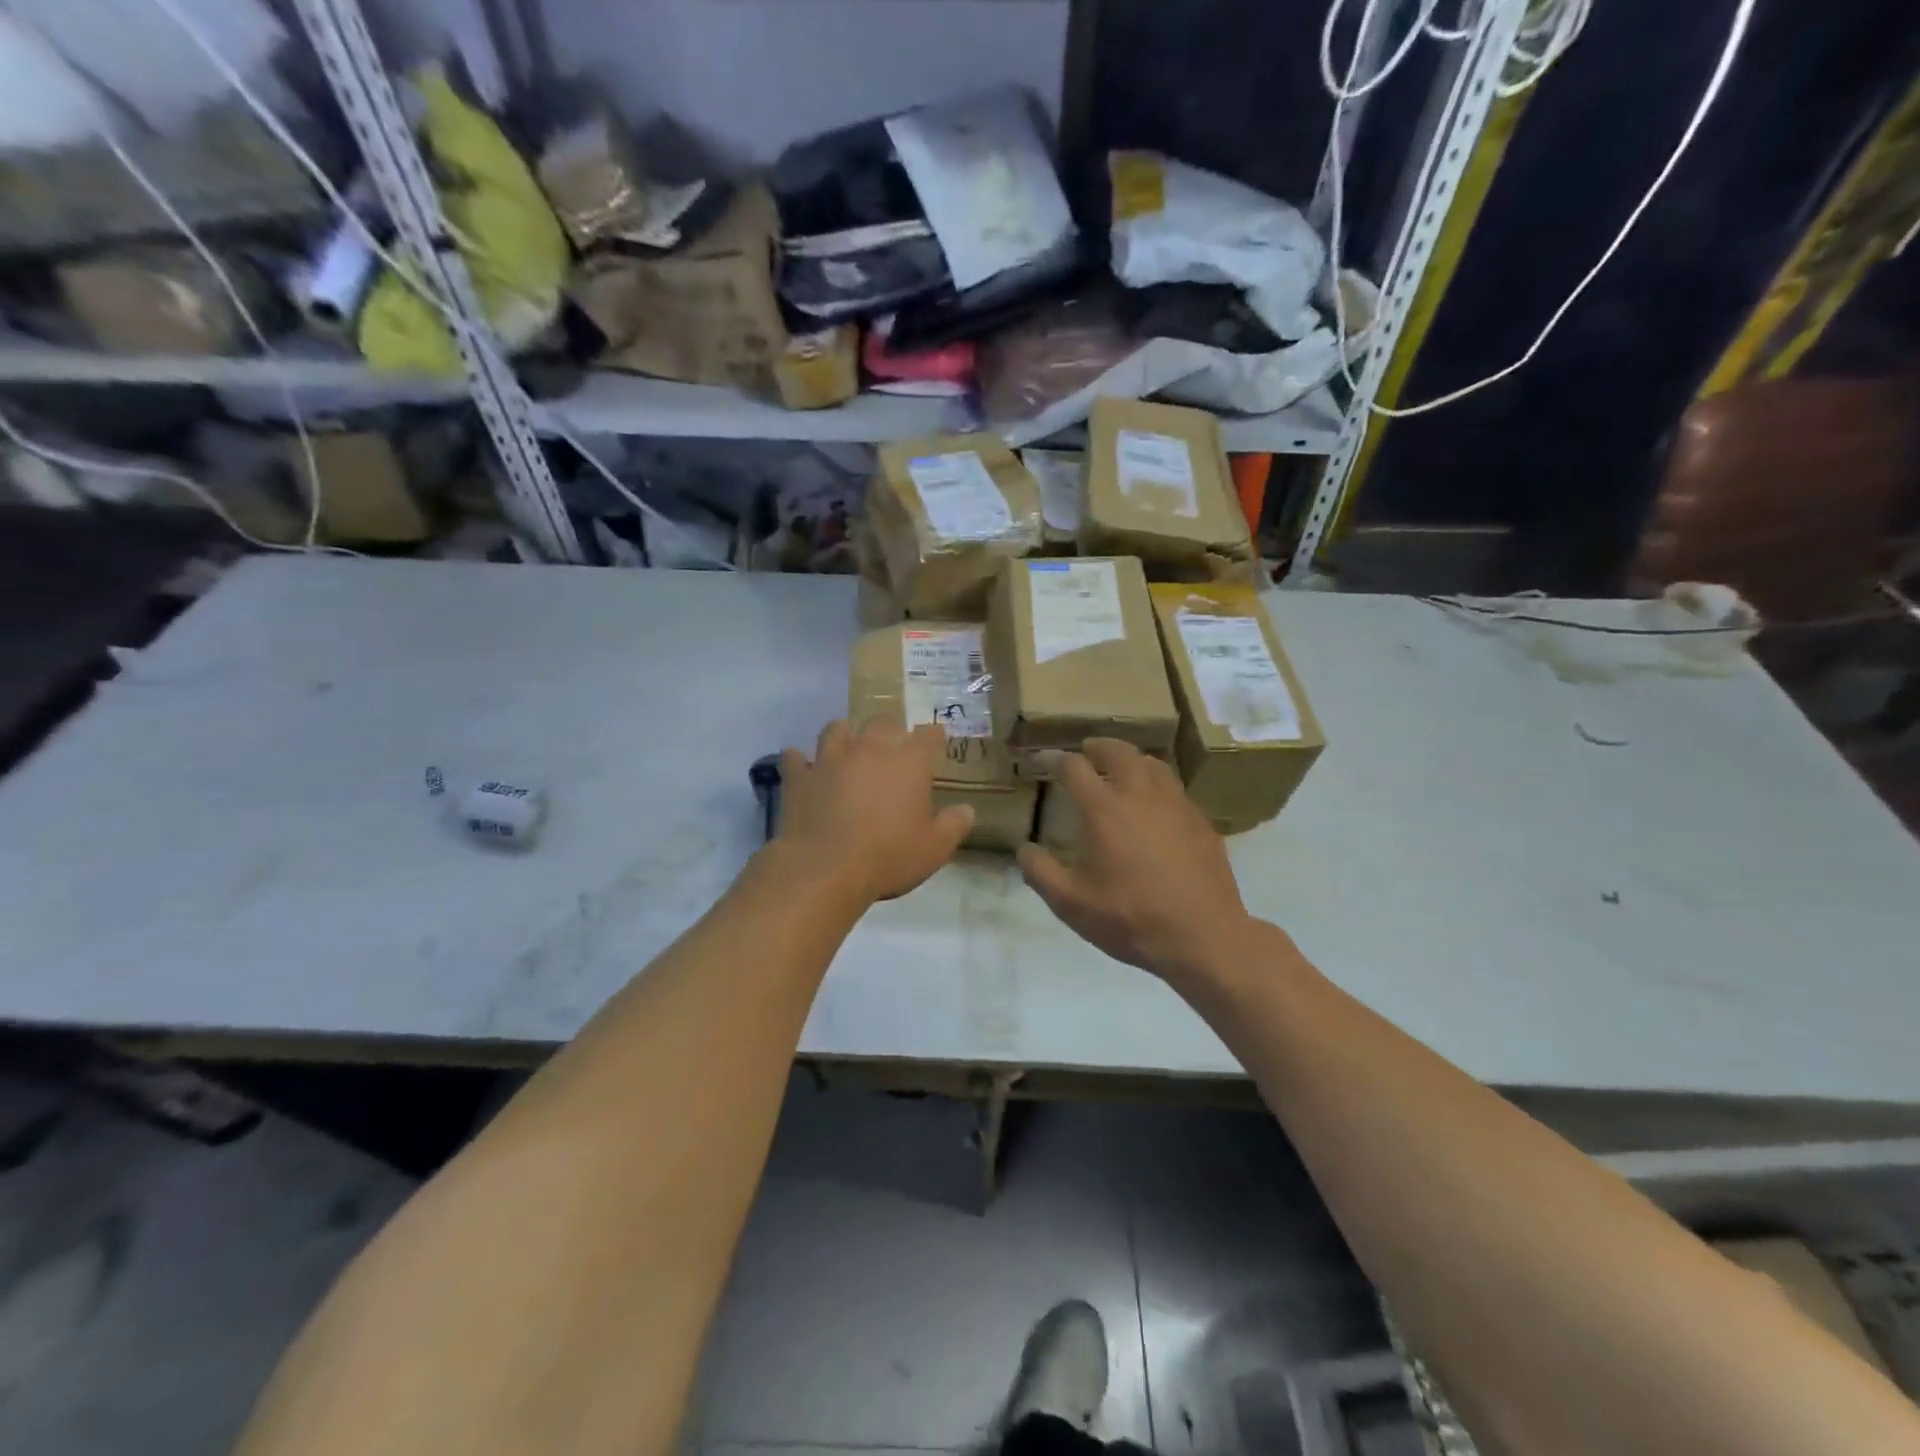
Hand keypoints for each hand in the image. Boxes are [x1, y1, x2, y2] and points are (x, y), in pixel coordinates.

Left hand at [776, 719, 973, 905]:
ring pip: (836, 729)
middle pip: (882, 722)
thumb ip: (954, 825)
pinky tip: (804, 769)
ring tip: (848, 749)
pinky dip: (801, 762)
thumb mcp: (934, 849)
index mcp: (908, 762)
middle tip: (893, 749)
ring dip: (845, 735)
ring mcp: (830, 759)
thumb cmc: (888, 857)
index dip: (934, 737)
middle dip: (890, 731)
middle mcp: (870, 749)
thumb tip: (967, 810)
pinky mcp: (799, 777)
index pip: (928, 735)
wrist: (824, 869)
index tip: (936, 744)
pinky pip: (796, 758)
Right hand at [1017, 739, 1254, 984]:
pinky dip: (1157, 785)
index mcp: (1103, 809)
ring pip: (1152, 764)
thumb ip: (1040, 872)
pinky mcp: (1200, 821)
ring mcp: (1176, 805)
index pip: (1074, 767)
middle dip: (1098, 747)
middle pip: (1118, 752)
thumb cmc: (1129, 918)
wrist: (1202, 936)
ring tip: (1122, 769)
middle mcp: (1140, 794)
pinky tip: (1155, 807)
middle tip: (1087, 752)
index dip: (1054, 759)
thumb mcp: (1070, 903)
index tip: (1043, 761)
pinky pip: (1175, 789)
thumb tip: (1024, 849)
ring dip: (1131, 759)